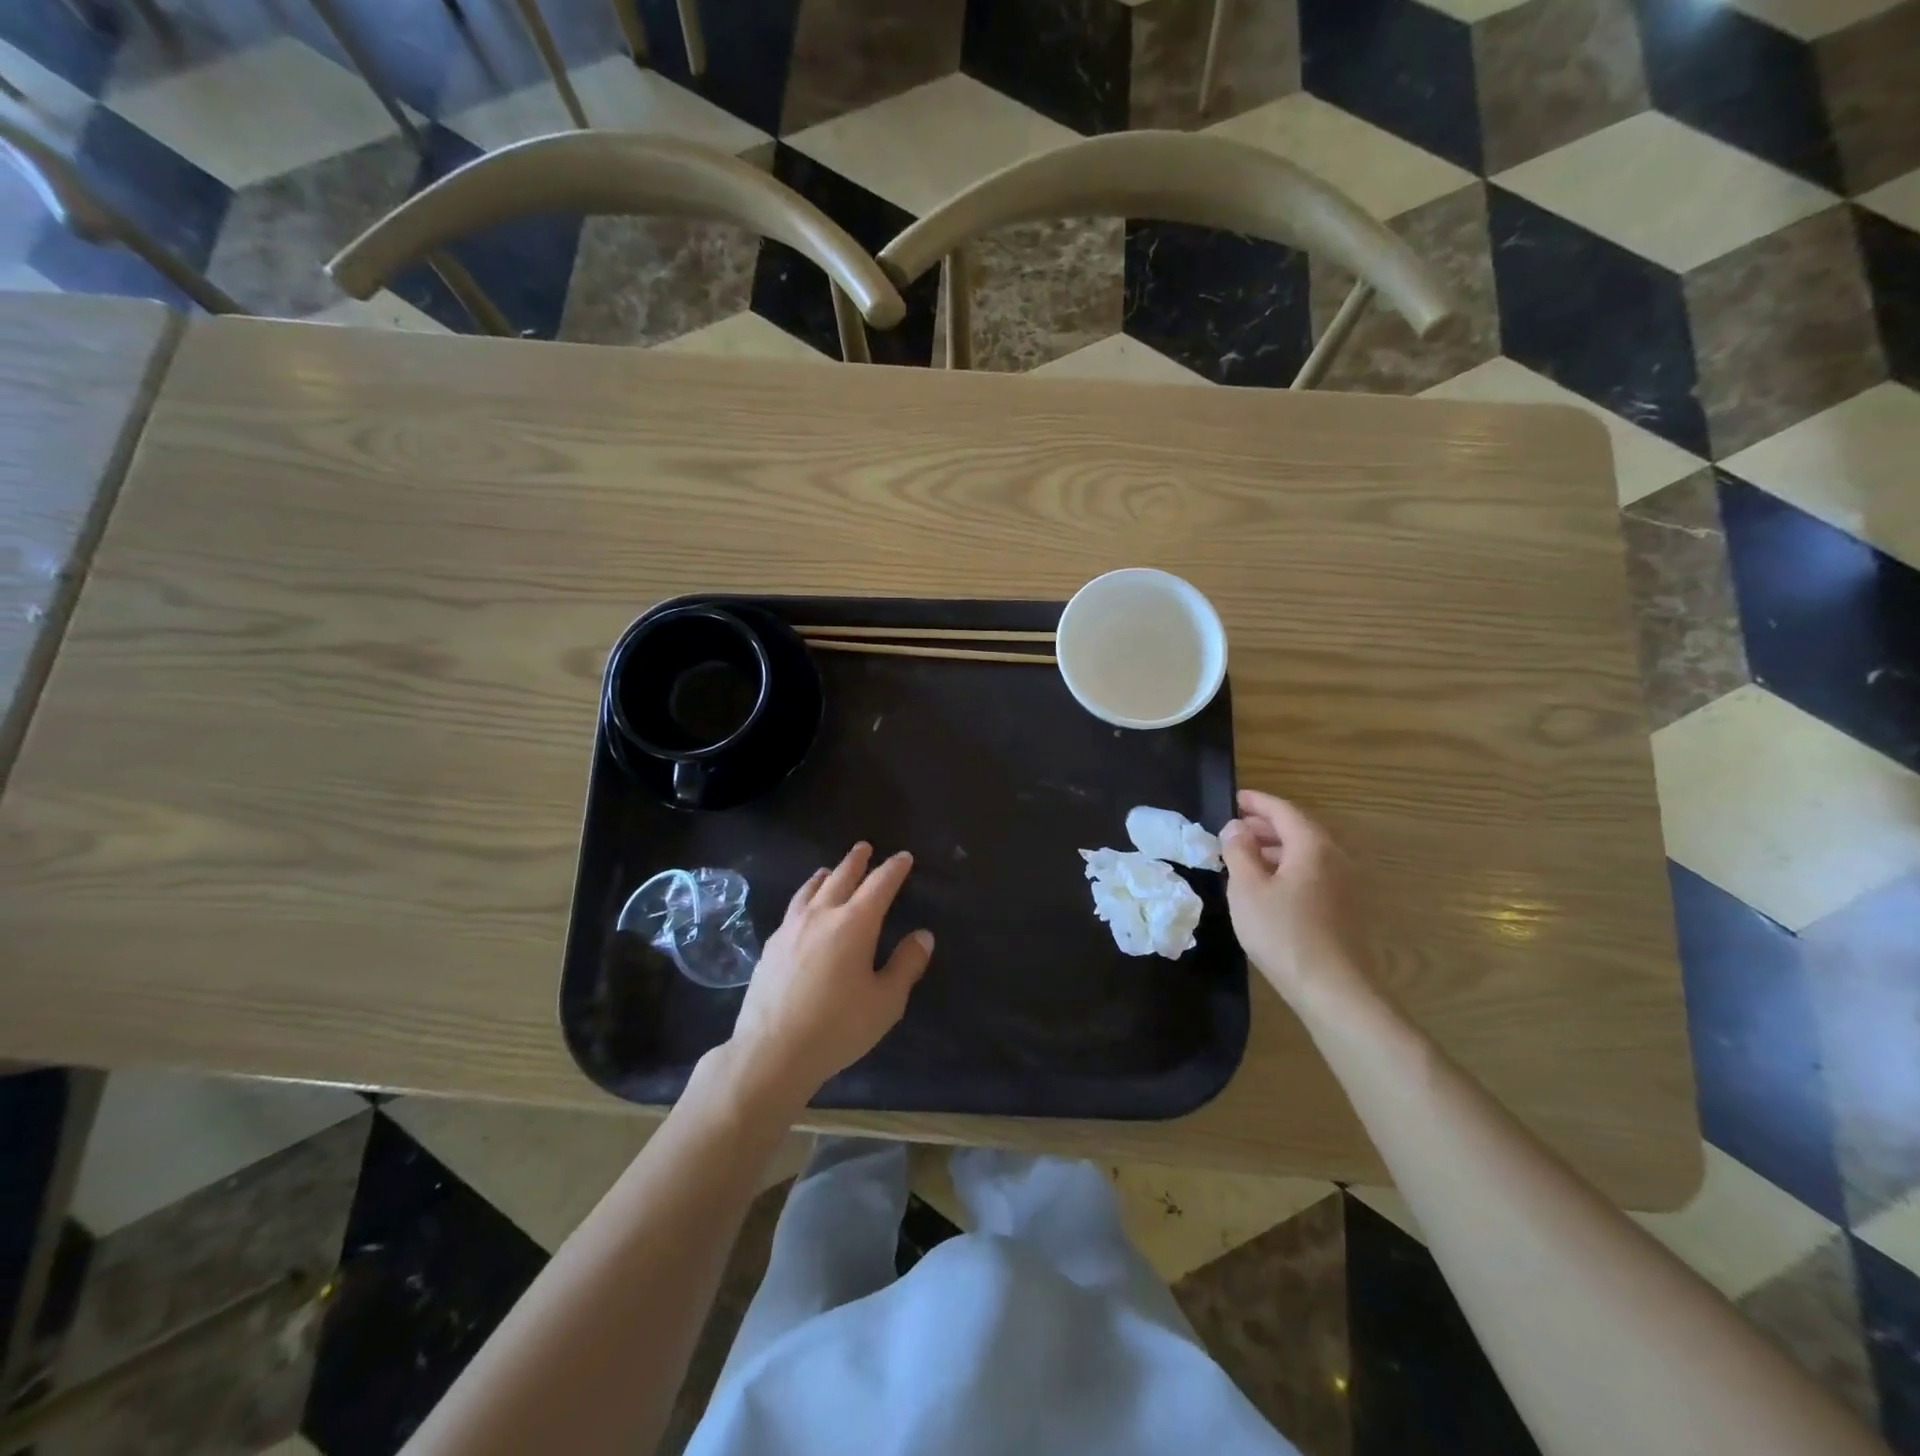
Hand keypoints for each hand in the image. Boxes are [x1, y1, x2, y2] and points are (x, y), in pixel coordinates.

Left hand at [722, 843, 933, 1112]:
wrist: (772, 1051)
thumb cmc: (838, 1027)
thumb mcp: (886, 1001)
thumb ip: (906, 964)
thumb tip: (923, 935)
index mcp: (854, 923)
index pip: (879, 885)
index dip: (894, 869)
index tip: (903, 858)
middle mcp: (821, 915)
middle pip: (841, 877)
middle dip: (856, 861)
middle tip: (865, 847)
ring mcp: (791, 928)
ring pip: (810, 889)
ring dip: (825, 875)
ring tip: (829, 870)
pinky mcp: (771, 946)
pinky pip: (793, 908)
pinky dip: (805, 897)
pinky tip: (803, 910)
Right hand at [1220, 790, 1370, 1000]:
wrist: (1333, 990)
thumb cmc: (1284, 933)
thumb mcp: (1247, 889)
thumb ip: (1239, 851)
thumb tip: (1236, 827)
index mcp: (1312, 846)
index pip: (1282, 810)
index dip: (1256, 801)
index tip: (1232, 798)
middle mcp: (1334, 858)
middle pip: (1297, 829)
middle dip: (1264, 825)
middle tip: (1233, 829)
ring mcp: (1344, 884)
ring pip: (1305, 853)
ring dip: (1274, 848)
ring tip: (1244, 857)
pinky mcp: (1344, 908)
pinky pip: (1312, 873)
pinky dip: (1287, 868)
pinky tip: (1267, 887)